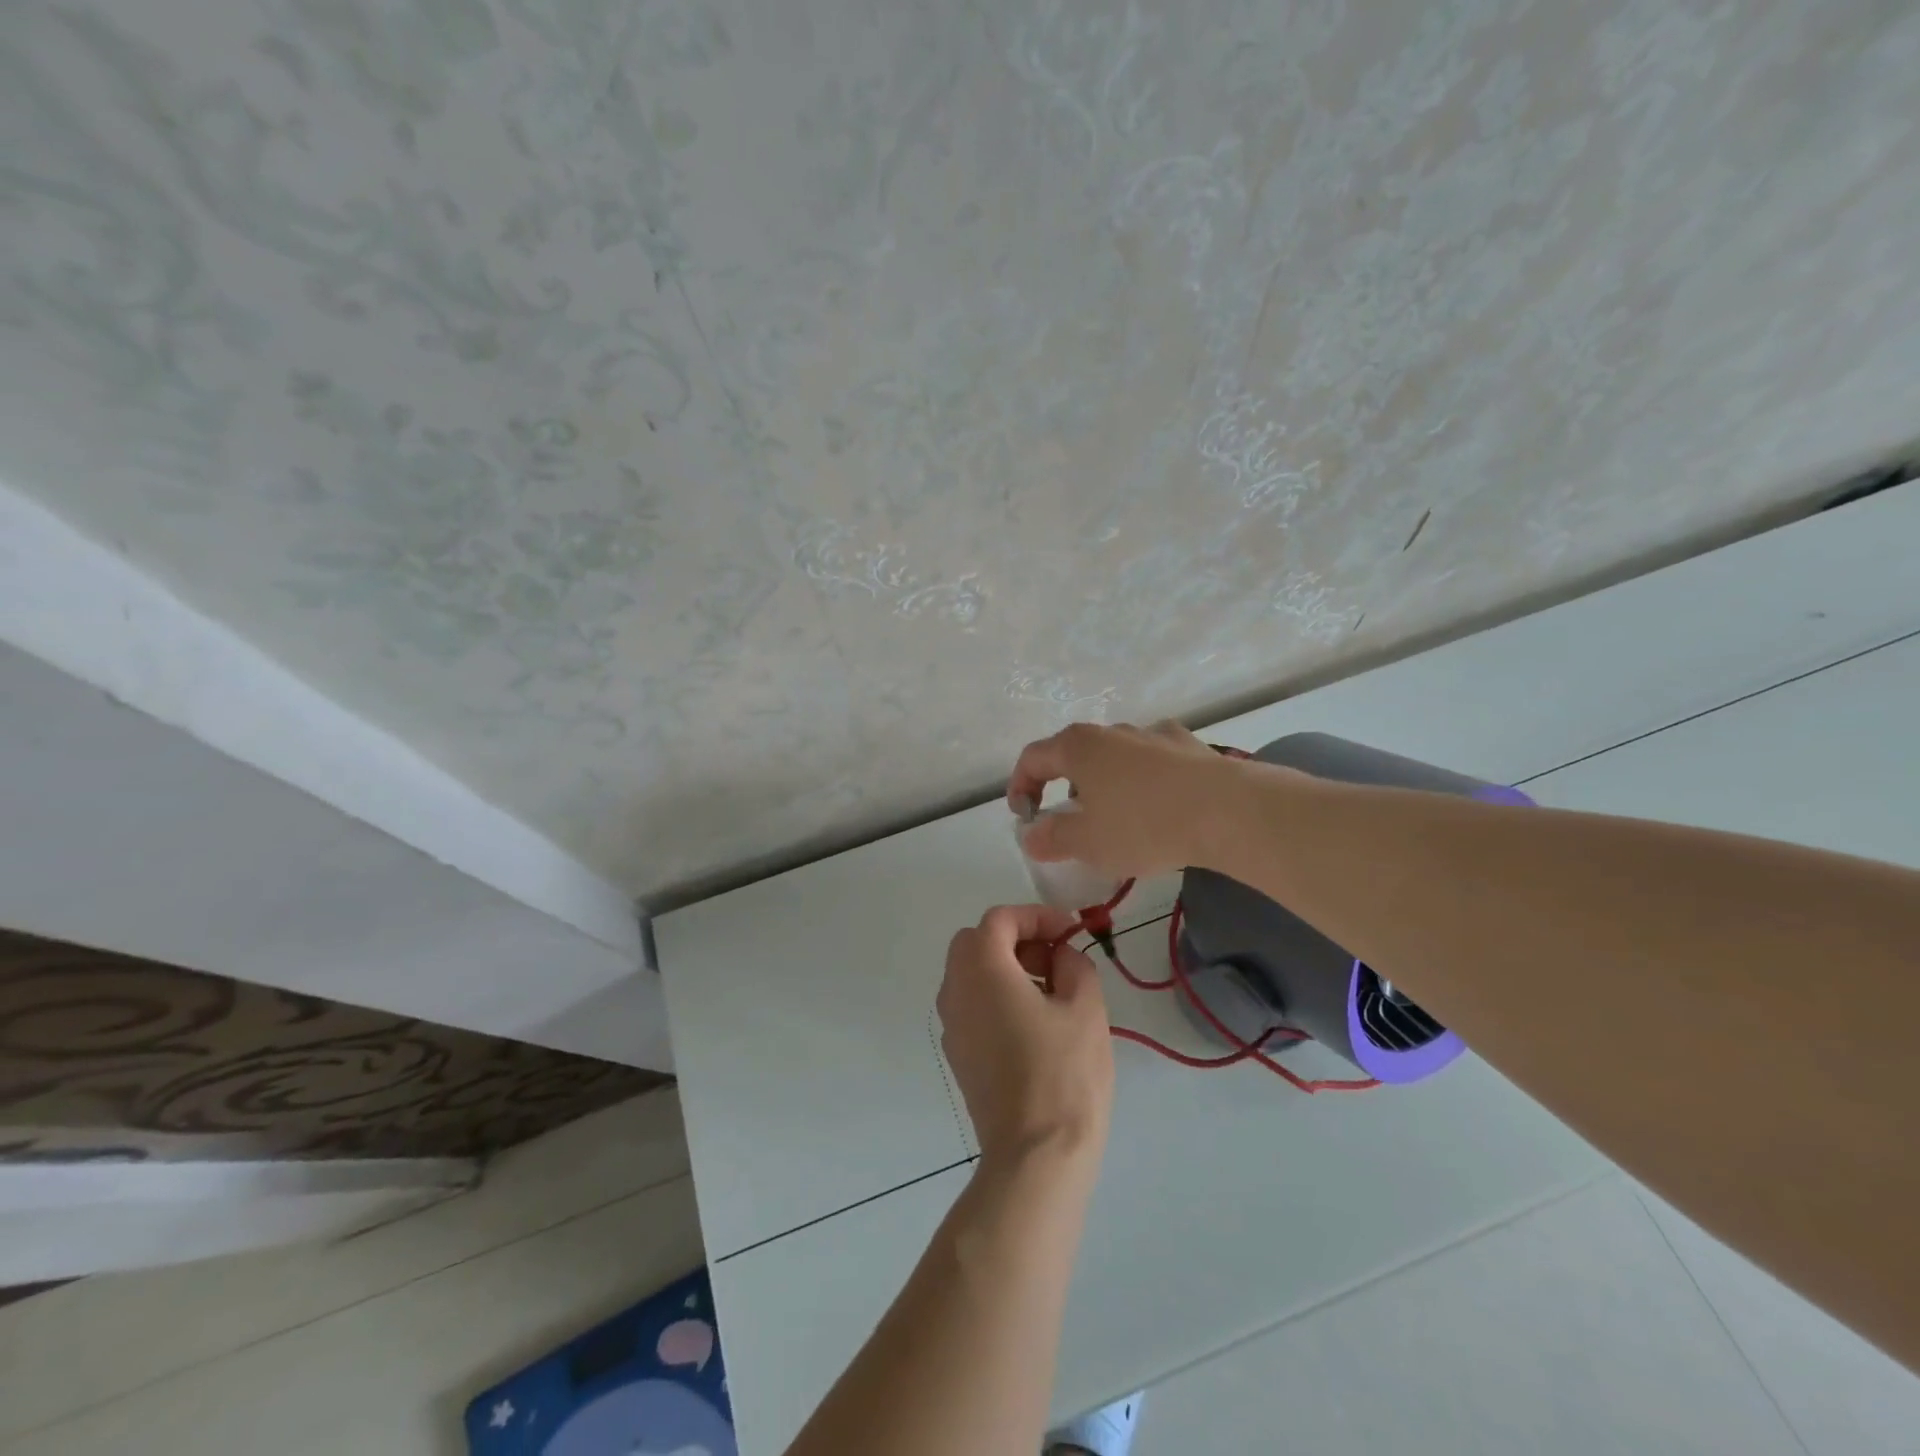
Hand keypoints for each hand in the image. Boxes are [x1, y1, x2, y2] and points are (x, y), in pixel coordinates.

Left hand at [937, 905, 1113, 1169]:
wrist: (1036, 1155)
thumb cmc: (1064, 1073)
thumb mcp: (1085, 1007)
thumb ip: (1073, 964)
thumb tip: (1061, 956)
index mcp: (982, 970)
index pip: (999, 920)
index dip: (1036, 916)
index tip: (1069, 932)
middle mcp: (955, 991)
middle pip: (975, 942)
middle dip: (1015, 939)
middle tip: (1054, 957)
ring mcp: (951, 1025)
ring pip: (970, 973)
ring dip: (1005, 967)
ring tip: (1051, 991)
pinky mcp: (958, 1055)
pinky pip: (972, 1005)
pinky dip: (997, 996)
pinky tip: (1034, 1023)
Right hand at [1007, 720, 1240, 877]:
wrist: (1228, 811)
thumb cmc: (1144, 825)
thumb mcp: (1087, 843)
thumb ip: (1051, 838)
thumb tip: (1032, 835)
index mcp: (1078, 746)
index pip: (1032, 758)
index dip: (1020, 787)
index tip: (1025, 818)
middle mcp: (1111, 730)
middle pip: (1074, 755)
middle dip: (1065, 788)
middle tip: (1071, 823)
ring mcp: (1153, 733)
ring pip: (1115, 757)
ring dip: (1105, 784)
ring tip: (1118, 819)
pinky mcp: (1189, 745)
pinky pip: (1152, 761)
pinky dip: (1144, 781)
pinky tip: (1160, 805)